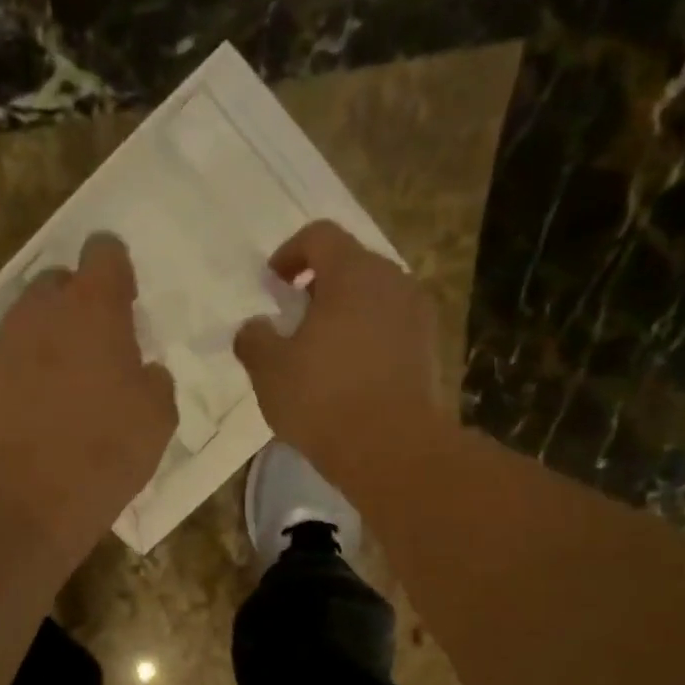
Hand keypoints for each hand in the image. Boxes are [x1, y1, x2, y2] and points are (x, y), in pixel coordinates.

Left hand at [0, 232, 176, 552]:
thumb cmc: (108, 450)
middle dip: (74, 304)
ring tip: (57, 389)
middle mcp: (39, 312)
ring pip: (22, 325)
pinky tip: (26, 418)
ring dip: (42, 342)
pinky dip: (13, 381)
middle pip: (56, 283)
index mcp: (93, 309)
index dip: (116, 270)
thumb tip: (141, 372)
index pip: (104, 252)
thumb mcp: (158, 416)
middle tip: (93, 347)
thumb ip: (152, 379)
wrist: (32, 499)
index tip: (124, 299)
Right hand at [234, 220, 446, 473]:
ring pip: (375, 298)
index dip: (290, 253)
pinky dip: (368, 339)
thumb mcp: (269, 370)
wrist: (391, 448)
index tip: (274, 284)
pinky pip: (392, 329)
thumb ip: (255, 339)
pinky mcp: (429, 350)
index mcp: (353, 272)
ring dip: (346, 314)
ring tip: (322, 351)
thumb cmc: (324, 398)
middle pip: (352, 265)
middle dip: (320, 285)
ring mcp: (417, 316)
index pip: (320, 236)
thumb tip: (255, 328)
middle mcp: (393, 281)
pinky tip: (350, 375)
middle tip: (295, 319)